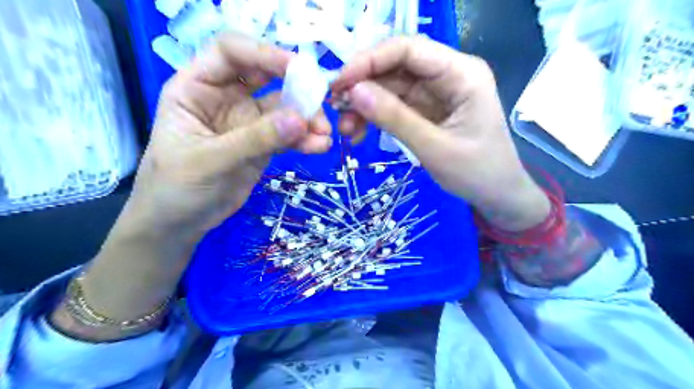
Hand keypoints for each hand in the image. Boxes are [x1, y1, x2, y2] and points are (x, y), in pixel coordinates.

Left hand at [134, 34, 332, 238]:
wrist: (180, 222)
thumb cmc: (175, 187)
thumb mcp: (209, 161)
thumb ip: (254, 139)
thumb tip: (300, 120)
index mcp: (197, 87)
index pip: (230, 52)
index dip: (263, 53)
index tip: (297, 68)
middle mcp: (225, 97)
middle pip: (266, 76)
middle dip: (296, 87)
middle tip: (321, 102)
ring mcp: (248, 121)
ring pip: (284, 109)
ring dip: (307, 118)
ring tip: (324, 135)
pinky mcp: (264, 143)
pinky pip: (289, 135)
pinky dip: (306, 139)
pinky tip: (320, 147)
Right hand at [334, 37, 550, 230]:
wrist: (498, 196)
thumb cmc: (477, 173)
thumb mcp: (434, 148)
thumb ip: (394, 118)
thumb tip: (353, 92)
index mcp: (461, 73)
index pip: (409, 49)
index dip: (369, 61)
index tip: (339, 83)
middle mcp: (447, 74)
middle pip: (395, 67)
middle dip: (362, 86)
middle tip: (334, 109)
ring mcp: (435, 92)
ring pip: (390, 87)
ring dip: (364, 105)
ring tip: (345, 130)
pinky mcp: (426, 110)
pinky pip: (393, 105)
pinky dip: (374, 117)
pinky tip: (358, 133)